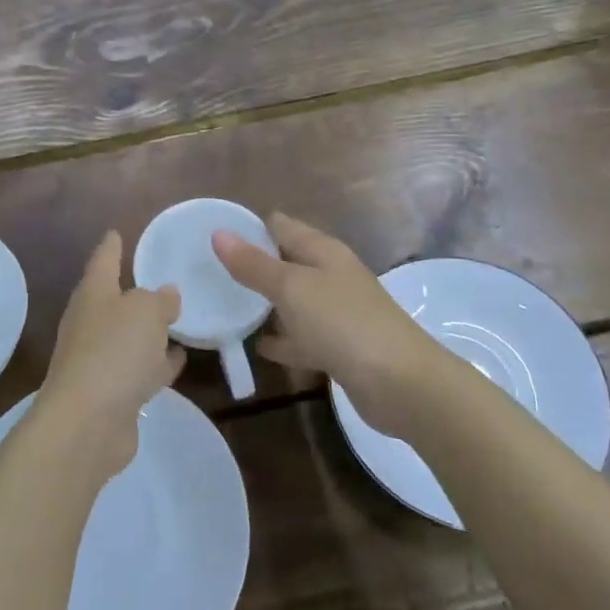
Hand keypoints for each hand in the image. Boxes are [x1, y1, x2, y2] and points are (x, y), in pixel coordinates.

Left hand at [34, 231, 183, 475]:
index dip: (111, 246)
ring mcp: (98, 361)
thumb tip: (166, 295)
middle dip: (133, 291)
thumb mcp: (146, 311)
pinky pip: (138, 369)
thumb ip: (159, 299)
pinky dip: (156, 364)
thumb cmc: (114, 351)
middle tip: (159, 279)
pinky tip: (178, 360)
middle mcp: (91, 324)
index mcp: (93, 295)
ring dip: (148, 331)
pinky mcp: (111, 394)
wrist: (88, 424)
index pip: (103, 260)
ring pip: (129, 337)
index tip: (116, 231)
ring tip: (178, 321)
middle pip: (114, 300)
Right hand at [213, 213, 448, 437]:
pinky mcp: (339, 348)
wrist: (401, 383)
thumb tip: (219, 233)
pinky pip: (302, 337)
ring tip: (224, 307)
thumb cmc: (343, 323)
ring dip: (265, 303)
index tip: (211, 236)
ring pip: (293, 301)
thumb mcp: (292, 288)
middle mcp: (330, 275)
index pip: (280, 225)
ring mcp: (336, 313)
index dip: (249, 227)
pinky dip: (282, 340)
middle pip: (286, 262)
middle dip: (252, 266)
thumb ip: (254, 264)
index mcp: (322, 251)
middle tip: (209, 274)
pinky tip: (257, 347)